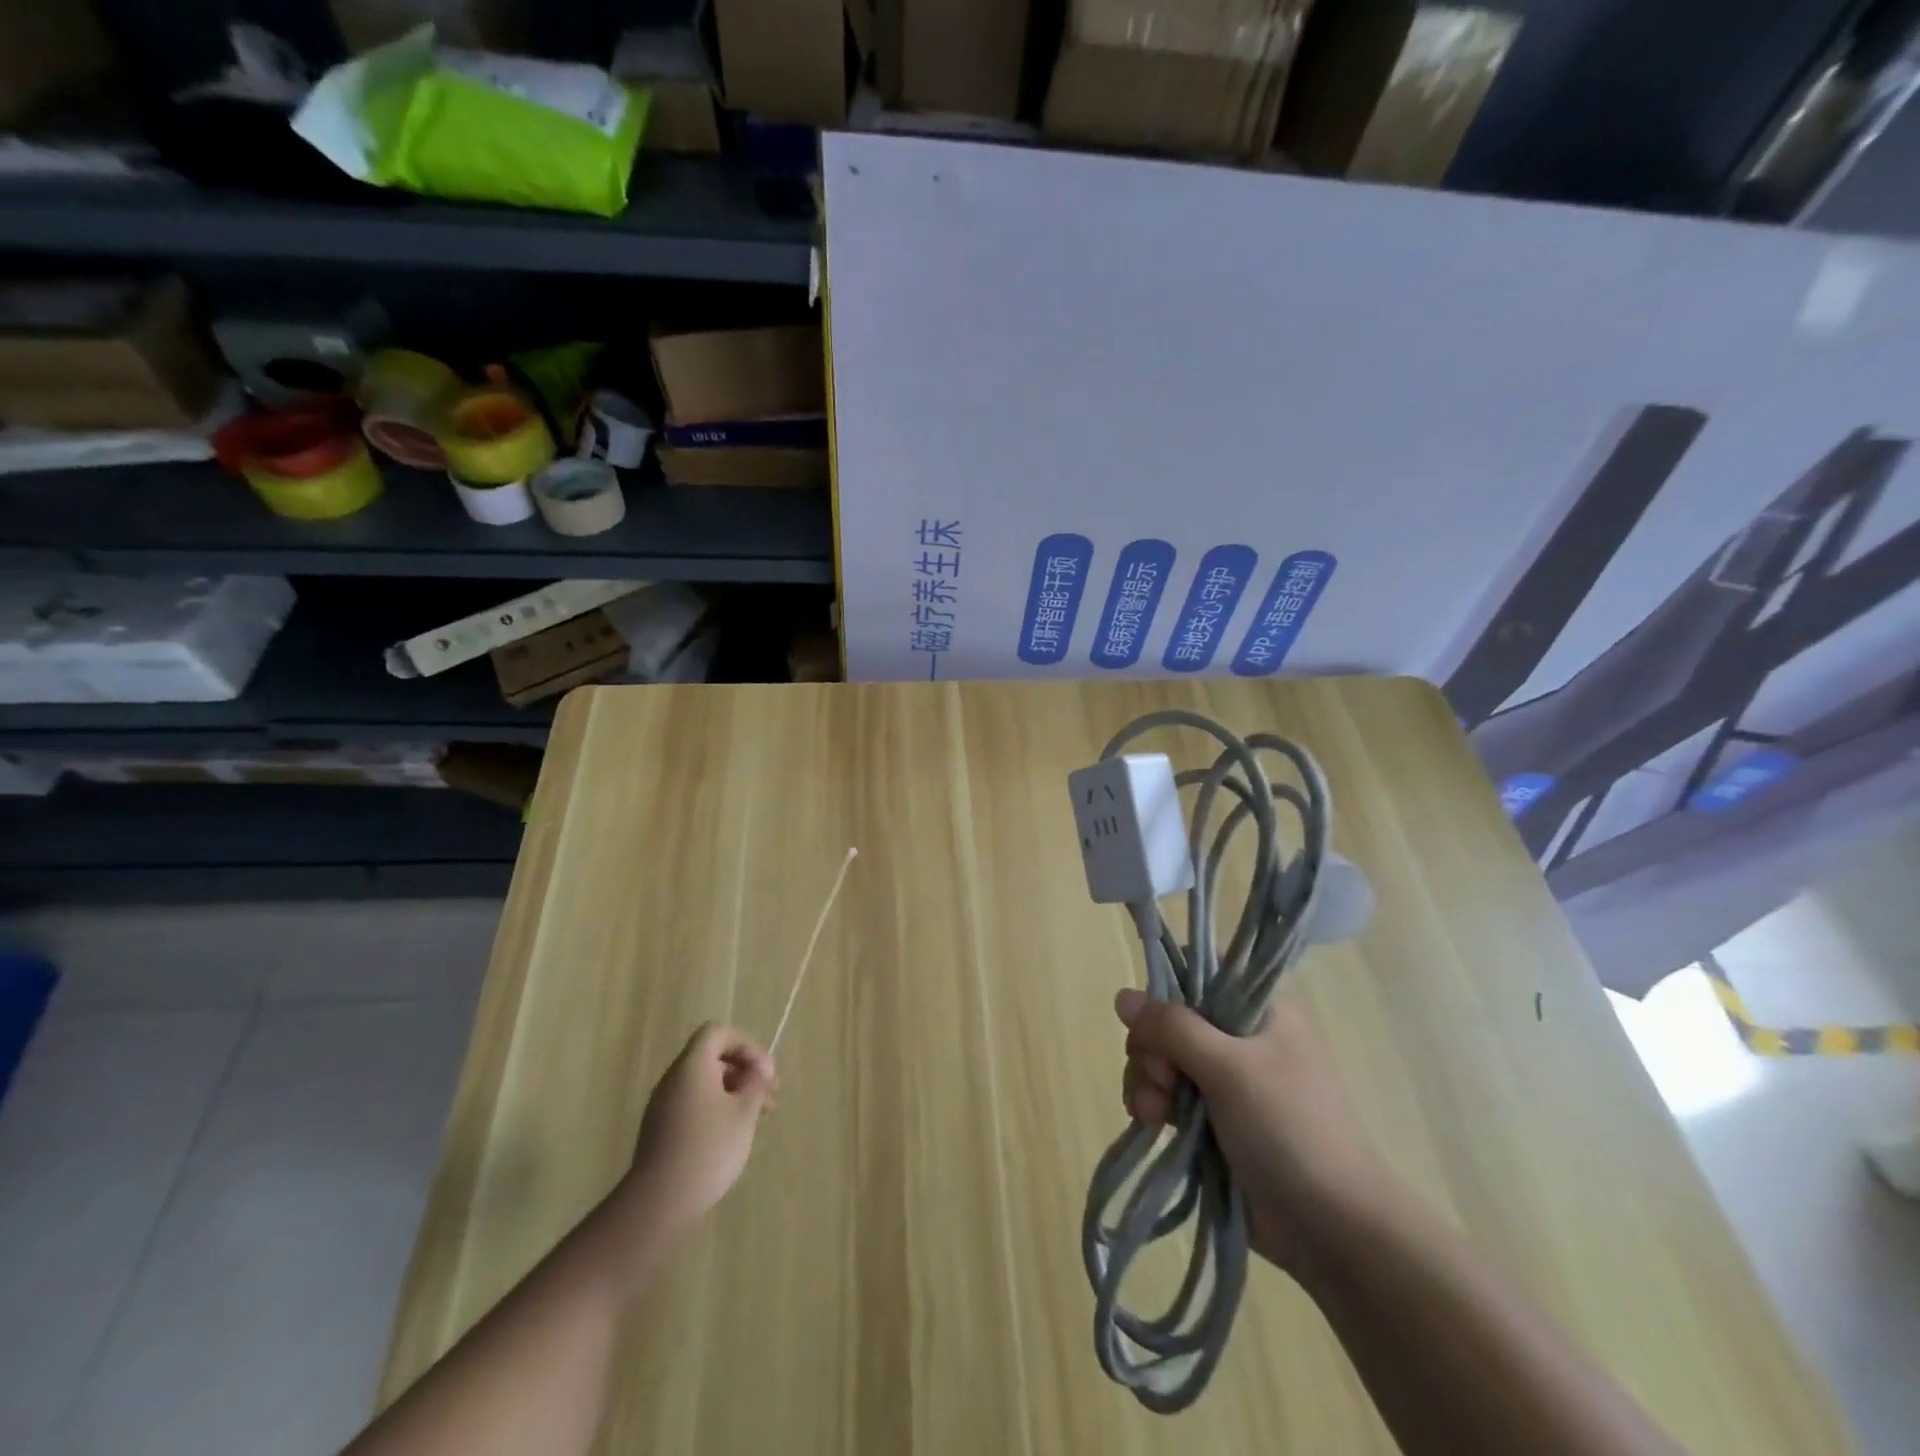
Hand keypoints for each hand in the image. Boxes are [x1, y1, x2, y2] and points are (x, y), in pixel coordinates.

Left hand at [619, 1023, 778, 1237]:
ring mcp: (664, 1106)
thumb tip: (757, 1071)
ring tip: (760, 1116)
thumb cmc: (708, 1149)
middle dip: (745, 1070)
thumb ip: (755, 1084)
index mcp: (692, 1067)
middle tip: (770, 1094)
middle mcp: (674, 1080)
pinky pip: (695, 1104)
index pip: (718, 1033)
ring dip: (735, 1091)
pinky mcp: (662, 1131)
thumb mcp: (743, 1113)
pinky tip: (734, 1134)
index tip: (765, 1072)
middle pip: (713, 1057)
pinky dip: (719, 1108)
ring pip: (706, 1083)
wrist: (658, 1204)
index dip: (746, 1044)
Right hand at [1117, 986, 1394, 1274]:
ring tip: (1155, 1115)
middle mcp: (1241, 1035)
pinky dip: (1153, 1104)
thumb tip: (1122, 996)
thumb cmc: (1290, 1130)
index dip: (1169, 989)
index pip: (1200, 970)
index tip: (1157, 1022)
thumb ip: (1173, 1027)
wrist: (1333, 1230)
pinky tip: (1152, 1125)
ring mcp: (1226, 1079)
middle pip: (1171, 1016)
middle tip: (1165, 1079)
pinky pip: (1166, 1094)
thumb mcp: (1230, 1068)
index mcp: (1260, 1008)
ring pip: (1163, 1057)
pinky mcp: (1212, 1118)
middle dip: (1153, 1047)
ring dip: (1148, 1080)